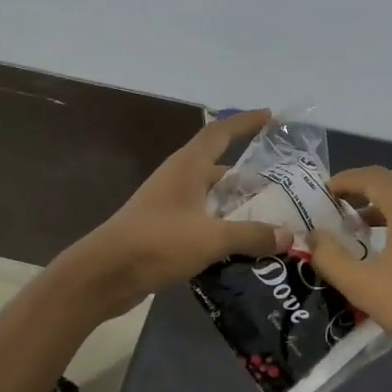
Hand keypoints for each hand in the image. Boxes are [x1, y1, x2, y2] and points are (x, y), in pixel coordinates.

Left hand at [57, 110, 293, 317]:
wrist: (104, 275)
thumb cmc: (157, 243)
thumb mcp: (211, 238)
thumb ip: (251, 235)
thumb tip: (287, 235)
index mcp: (188, 167)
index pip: (220, 133)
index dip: (245, 122)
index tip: (271, 117)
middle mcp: (178, 179)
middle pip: (219, 168)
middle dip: (249, 175)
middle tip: (283, 185)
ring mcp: (169, 205)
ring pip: (212, 198)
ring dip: (237, 205)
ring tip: (271, 217)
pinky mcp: (164, 230)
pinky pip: (203, 220)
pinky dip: (223, 227)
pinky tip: (243, 245)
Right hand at [309, 165, 391, 386]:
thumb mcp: (362, 286)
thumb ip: (329, 256)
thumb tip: (313, 235)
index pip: (370, 177)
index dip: (343, 181)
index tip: (320, 194)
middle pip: (391, 181)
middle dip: (361, 189)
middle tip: (333, 208)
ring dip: (382, 201)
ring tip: (354, 224)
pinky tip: (386, 237)